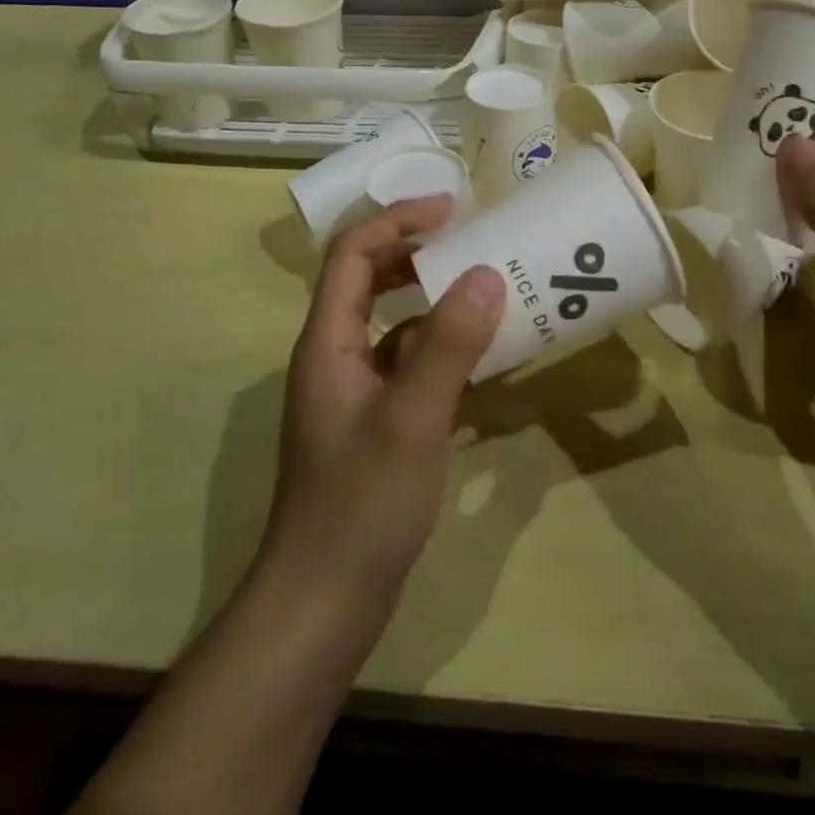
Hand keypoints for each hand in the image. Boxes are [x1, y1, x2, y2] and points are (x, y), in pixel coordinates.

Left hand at [261, 197, 504, 613]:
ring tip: (492, 299)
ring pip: (395, 327)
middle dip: (418, 256)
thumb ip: (450, 345)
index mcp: (328, 341)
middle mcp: (336, 356)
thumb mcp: (412, 419)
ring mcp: (354, 392)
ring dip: (438, 307)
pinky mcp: (375, 423)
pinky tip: (488, 367)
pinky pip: (411, 368)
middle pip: (370, 281)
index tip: (451, 209)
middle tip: (473, 246)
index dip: (397, 220)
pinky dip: (445, 355)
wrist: (322, 605)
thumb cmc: (360, 505)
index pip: (352, 253)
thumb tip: (486, 274)